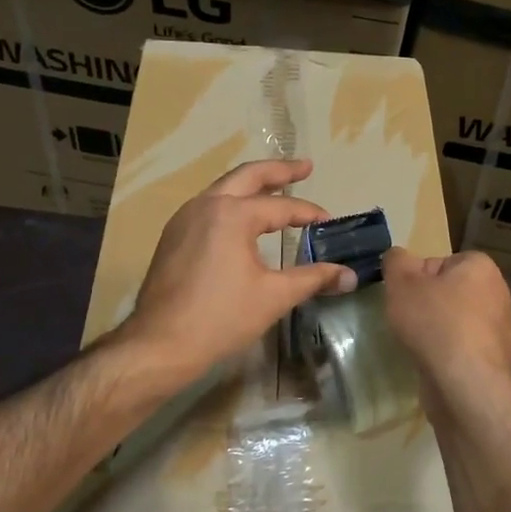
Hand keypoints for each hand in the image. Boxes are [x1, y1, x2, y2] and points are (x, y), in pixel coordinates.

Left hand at [122, 159, 355, 384]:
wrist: (160, 344)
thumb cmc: (220, 318)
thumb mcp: (274, 296)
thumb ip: (313, 279)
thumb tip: (350, 276)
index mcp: (232, 214)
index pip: (280, 207)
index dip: (308, 213)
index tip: (329, 221)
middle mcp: (205, 205)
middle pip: (247, 176)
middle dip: (279, 171)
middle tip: (305, 167)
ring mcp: (184, 219)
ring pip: (223, 189)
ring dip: (252, 185)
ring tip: (275, 188)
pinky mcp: (173, 237)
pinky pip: (208, 207)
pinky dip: (232, 203)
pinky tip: (243, 220)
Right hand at [381, 247, 510, 407]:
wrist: (464, 384)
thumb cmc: (434, 323)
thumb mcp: (401, 282)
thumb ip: (395, 261)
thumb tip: (398, 257)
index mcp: (481, 267)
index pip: (439, 262)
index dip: (415, 278)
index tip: (402, 296)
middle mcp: (498, 293)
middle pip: (448, 292)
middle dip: (426, 304)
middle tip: (406, 320)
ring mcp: (500, 329)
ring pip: (456, 321)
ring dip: (437, 330)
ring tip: (417, 343)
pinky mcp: (495, 360)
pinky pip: (463, 347)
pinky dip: (447, 353)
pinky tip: (433, 363)